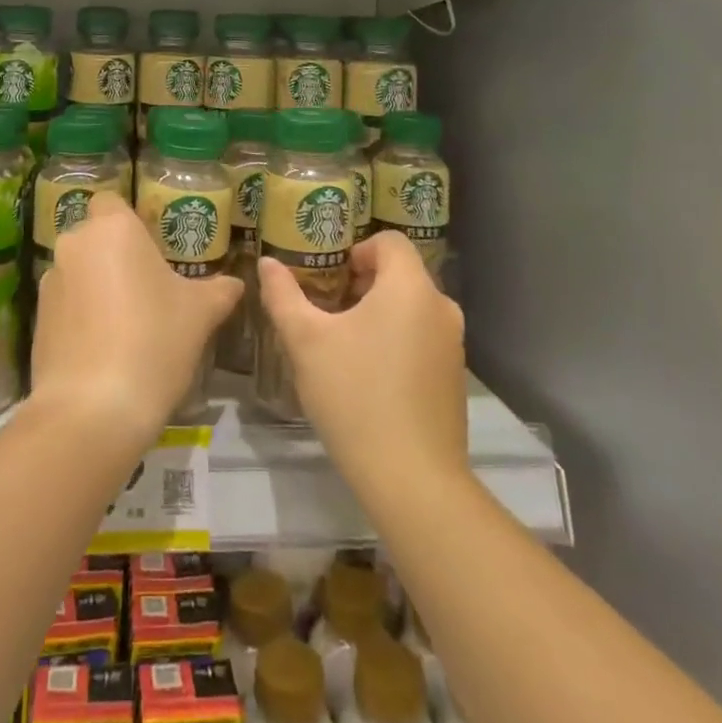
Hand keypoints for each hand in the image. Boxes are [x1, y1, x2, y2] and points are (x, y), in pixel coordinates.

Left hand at [32, 193, 243, 451]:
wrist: (93, 408)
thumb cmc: (154, 341)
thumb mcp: (200, 314)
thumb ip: (219, 290)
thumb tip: (236, 283)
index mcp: (113, 228)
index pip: (112, 201)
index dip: (130, 222)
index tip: (152, 249)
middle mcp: (75, 244)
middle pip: (95, 237)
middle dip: (115, 255)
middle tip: (146, 288)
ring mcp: (50, 282)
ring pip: (78, 270)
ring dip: (96, 286)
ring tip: (125, 324)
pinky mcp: (36, 319)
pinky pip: (65, 304)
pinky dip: (80, 316)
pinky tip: (103, 348)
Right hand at [257, 230, 468, 493]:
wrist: (413, 480)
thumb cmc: (355, 396)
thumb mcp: (305, 341)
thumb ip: (283, 295)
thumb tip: (267, 263)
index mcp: (410, 287)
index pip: (390, 241)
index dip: (356, 250)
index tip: (328, 278)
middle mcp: (441, 308)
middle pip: (399, 274)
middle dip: (360, 284)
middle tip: (325, 310)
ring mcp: (453, 345)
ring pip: (410, 308)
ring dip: (376, 314)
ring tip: (342, 344)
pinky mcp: (454, 378)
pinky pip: (421, 338)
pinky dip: (395, 341)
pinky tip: (367, 377)